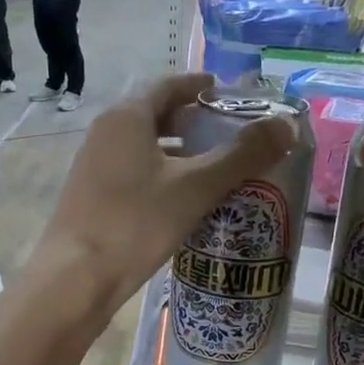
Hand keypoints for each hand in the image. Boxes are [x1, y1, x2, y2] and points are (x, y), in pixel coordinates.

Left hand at [36, 72, 295, 318]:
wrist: (76, 278)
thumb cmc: (135, 223)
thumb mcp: (196, 187)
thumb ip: (242, 155)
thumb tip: (287, 125)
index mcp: (127, 117)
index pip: (168, 86)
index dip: (199, 86)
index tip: (226, 94)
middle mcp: (105, 133)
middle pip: (154, 115)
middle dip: (192, 121)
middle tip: (227, 133)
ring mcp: (94, 166)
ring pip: (143, 147)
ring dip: (177, 152)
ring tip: (213, 167)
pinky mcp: (92, 198)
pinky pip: (133, 173)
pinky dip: (161, 175)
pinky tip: (181, 201)